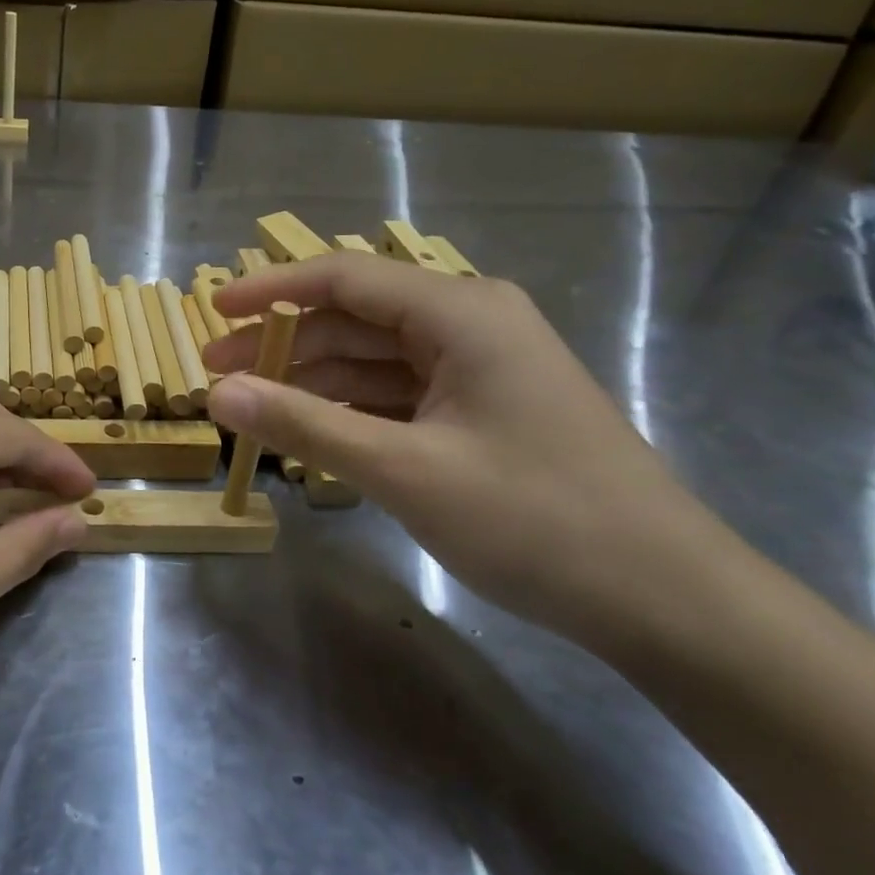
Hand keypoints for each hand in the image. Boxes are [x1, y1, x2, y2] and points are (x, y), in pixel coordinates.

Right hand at [202, 254, 741, 650]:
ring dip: (314, 379)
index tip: (211, 309)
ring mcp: (482, 370)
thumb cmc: (534, 519)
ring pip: (376, 359)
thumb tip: (219, 394)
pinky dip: (353, 409)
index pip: (343, 278)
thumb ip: (304, 424)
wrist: (663, 597)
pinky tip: (314, 431)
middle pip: (356, 318)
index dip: (269, 290)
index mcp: (460, 312)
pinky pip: (401, 395)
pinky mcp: (486, 411)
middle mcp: (472, 324)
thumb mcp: (403, 470)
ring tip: (253, 407)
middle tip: (217, 376)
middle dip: (284, 344)